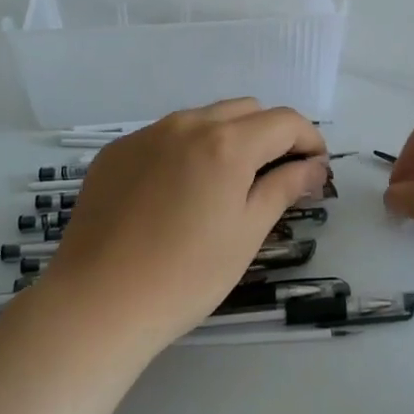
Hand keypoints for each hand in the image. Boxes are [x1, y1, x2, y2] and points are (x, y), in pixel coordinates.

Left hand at [34, 100, 329, 352]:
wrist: (97, 303)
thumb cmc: (186, 275)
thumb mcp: (247, 233)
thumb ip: (284, 188)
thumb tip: (314, 166)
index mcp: (226, 142)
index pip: (284, 121)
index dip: (309, 140)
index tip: (315, 170)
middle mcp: (187, 123)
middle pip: (246, 110)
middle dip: (271, 135)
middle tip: (276, 177)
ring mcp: (146, 134)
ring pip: (204, 118)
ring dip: (229, 138)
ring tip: (227, 184)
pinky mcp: (116, 151)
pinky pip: (165, 135)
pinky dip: (188, 150)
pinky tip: (178, 192)